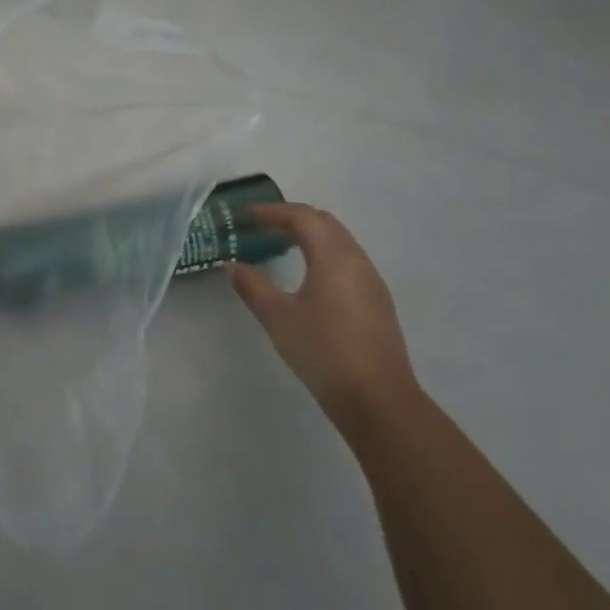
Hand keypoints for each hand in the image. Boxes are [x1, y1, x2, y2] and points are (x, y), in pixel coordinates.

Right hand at [230, 203, 418, 432]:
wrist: (376, 398)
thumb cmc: (322, 350)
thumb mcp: (277, 316)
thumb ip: (252, 286)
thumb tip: (232, 265)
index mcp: (334, 257)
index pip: (303, 217)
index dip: (272, 211)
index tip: (245, 215)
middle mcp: (357, 261)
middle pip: (325, 223)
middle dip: (292, 218)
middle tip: (261, 226)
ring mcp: (371, 282)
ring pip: (339, 241)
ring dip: (310, 236)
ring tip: (280, 246)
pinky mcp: (377, 301)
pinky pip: (347, 261)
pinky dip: (323, 254)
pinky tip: (307, 275)